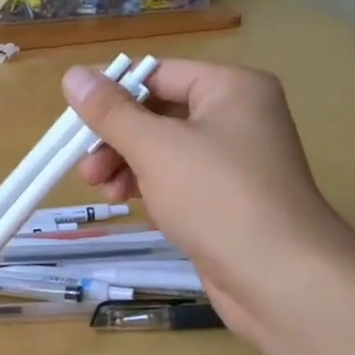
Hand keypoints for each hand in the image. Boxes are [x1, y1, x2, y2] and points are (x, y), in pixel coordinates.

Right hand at [62, 61, 354, 320]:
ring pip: (164, 149)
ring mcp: (235, 160)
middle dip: (117, 138)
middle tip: (85, 166)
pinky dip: (151, 187)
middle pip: (159, 112)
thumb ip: (110, 111)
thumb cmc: (217, 197)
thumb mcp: (155, 147)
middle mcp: (237, 116)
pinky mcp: (229, 199)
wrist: (282, 281)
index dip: (112, 92)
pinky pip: (179, 179)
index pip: (158, 74)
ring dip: (127, 165)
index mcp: (231, 88)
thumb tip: (72, 74)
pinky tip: (131, 204)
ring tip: (102, 190)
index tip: (72, 117)